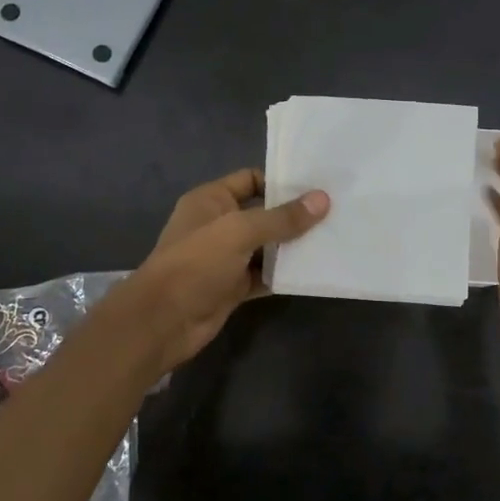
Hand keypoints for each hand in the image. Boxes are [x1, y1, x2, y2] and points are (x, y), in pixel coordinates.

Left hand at [113, 168, 329, 372]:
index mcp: (211, 200)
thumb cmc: (196, 263)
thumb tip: (322, 200)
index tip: (318, 187)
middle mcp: (218, 224)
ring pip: (266, 246)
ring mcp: (226, 258)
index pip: (251, 180)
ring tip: (333, 240)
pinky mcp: (233, 286)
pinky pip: (264, 275)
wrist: (163, 320)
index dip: (282, 182)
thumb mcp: (240, 232)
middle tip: (336, 213)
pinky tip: (312, 271)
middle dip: (294, 215)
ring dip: (293, 247)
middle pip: (263, 214)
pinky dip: (284, 274)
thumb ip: (282, 218)